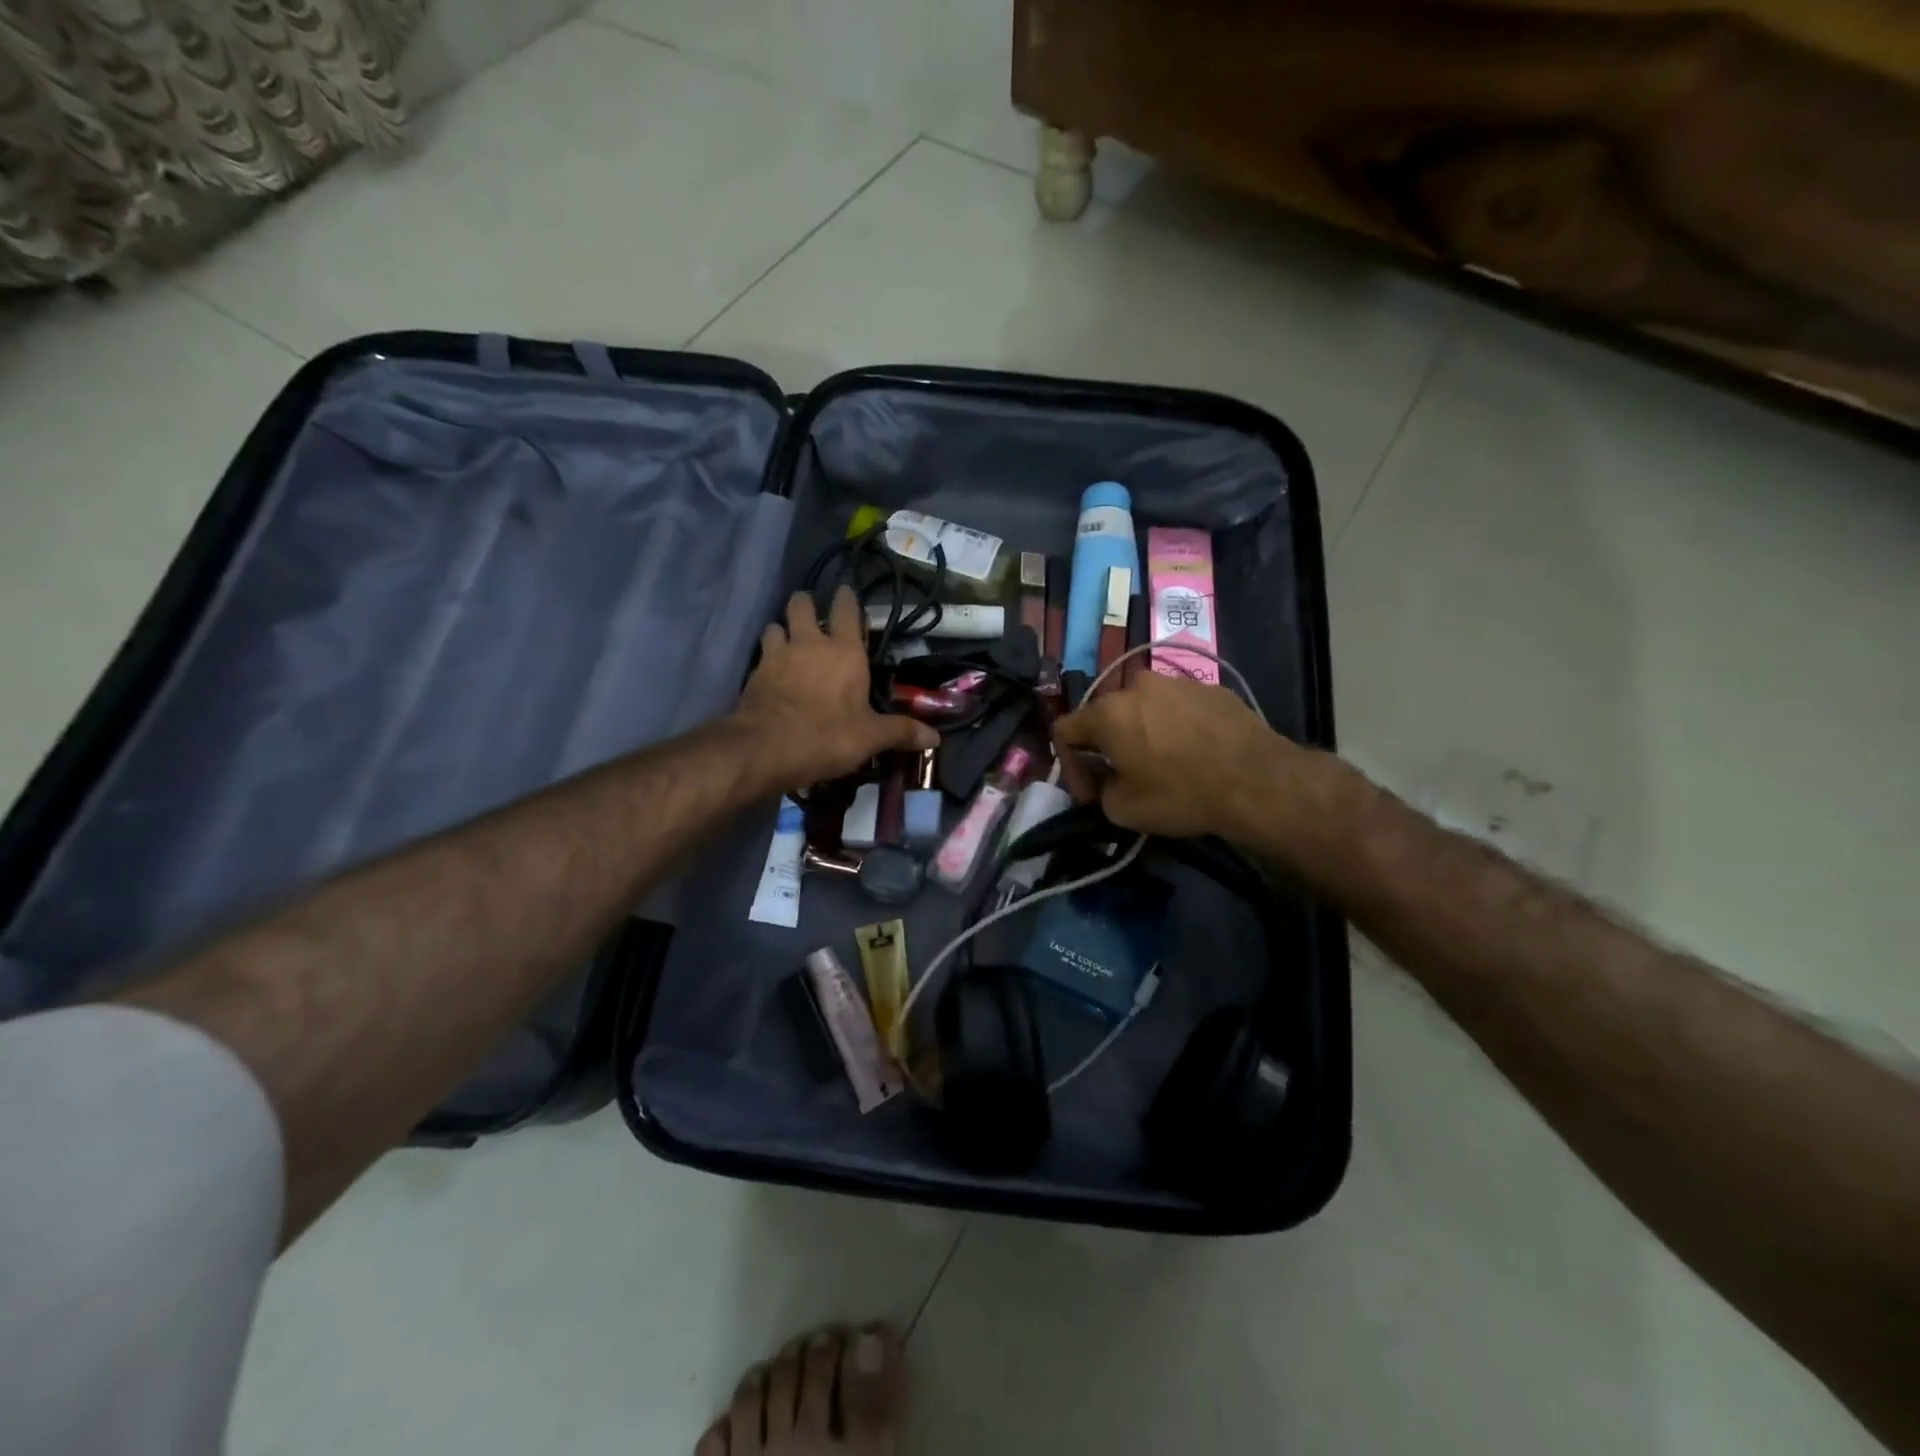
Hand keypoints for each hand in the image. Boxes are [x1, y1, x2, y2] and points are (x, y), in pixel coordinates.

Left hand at [730, 587, 937, 790]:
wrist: (766, 748)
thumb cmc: (827, 736)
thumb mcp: (870, 738)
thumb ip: (901, 732)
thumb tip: (936, 739)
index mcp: (845, 651)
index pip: (846, 609)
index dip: (846, 598)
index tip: (846, 592)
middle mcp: (810, 643)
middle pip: (802, 605)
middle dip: (806, 603)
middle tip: (811, 613)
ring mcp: (777, 654)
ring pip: (776, 625)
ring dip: (782, 629)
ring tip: (788, 640)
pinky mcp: (754, 672)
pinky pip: (761, 653)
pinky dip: (766, 655)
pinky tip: (770, 670)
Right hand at [1053, 671, 1307, 840]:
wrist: (1257, 780)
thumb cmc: (1181, 794)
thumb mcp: (1123, 810)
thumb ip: (1099, 792)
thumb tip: (1106, 782)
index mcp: (1107, 712)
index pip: (1064, 730)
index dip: (1069, 764)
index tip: (1089, 792)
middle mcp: (1136, 686)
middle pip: (1105, 715)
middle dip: (1106, 745)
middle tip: (1122, 776)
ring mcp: (1175, 682)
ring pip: (1143, 707)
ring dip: (1142, 732)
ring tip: (1162, 762)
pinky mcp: (1210, 688)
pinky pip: (1178, 707)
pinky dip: (1175, 727)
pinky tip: (1194, 753)